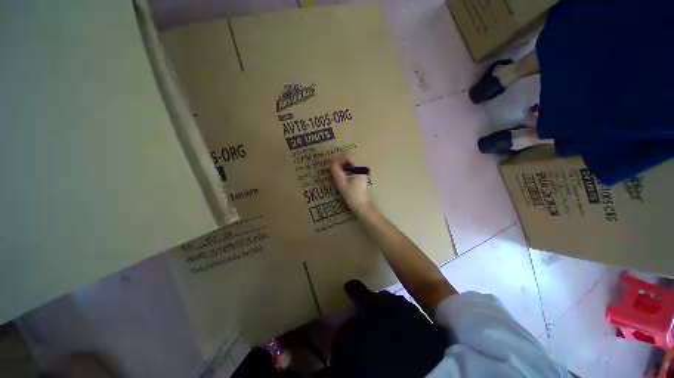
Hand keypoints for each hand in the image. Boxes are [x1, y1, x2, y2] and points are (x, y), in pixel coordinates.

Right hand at [329, 155, 371, 213]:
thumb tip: (331, 163)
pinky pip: (350, 169)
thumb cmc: (353, 196)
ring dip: (341, 166)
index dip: (338, 158)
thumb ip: (336, 171)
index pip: (347, 155)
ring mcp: (361, 172)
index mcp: (359, 168)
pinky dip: (344, 170)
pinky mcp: (359, 177)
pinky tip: (339, 176)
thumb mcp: (342, 183)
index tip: (331, 164)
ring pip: (349, 164)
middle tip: (331, 168)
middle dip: (339, 161)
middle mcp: (361, 168)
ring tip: (333, 172)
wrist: (362, 207)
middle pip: (348, 158)